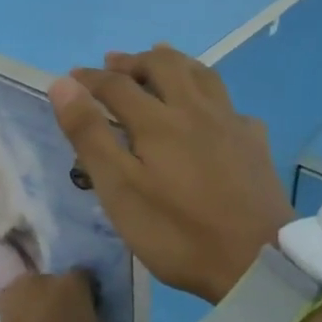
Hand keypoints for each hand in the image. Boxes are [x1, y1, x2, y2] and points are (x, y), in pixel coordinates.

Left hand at [0, 270, 108, 321]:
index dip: (88, 298)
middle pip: (51, 287)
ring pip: (23, 299)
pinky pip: (1, 313)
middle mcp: (39, 279)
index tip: (88, 319)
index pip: (86, 280)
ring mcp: (7, 292)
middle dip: (54, 305)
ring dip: (28, 313)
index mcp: (73, 286)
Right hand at [49, 45, 293, 303]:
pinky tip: (212, 110)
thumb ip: (91, 136)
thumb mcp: (120, 190)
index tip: (72, 78)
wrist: (257, 260)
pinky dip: (211, 96)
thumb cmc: (178, 232)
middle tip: (114, 63)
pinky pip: (230, 105)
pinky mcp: (255, 144)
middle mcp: (196, 110)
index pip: (117, 85)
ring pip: (202, 75)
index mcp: (158, 121)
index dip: (90, 79)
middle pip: (164, 67)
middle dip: (134, 62)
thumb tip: (64, 84)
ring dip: (175, 62)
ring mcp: (231, 123)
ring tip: (161, 60)